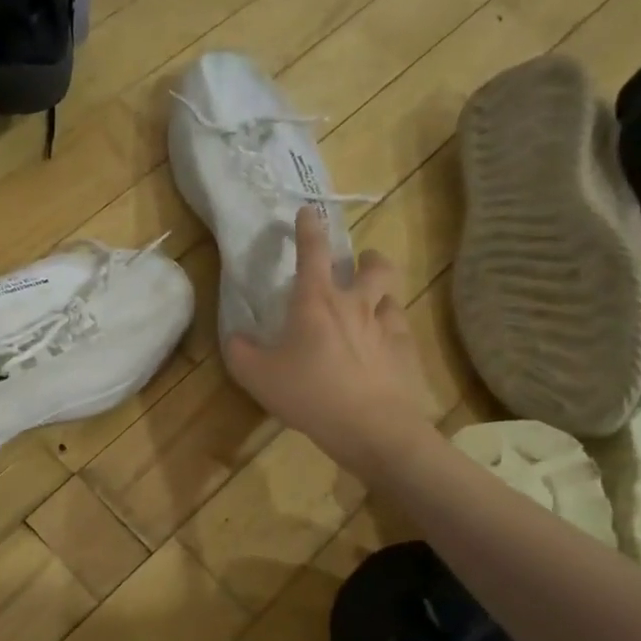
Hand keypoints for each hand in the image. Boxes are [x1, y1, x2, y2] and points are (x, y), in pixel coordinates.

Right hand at [224, 207, 435, 463]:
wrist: (373, 428)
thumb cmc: (310, 395)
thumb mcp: (256, 376)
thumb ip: (240, 352)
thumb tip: (236, 337)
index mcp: (316, 302)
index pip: (313, 252)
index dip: (309, 228)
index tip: (310, 211)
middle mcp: (354, 305)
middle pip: (373, 266)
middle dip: (368, 258)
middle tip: (359, 263)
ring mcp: (385, 327)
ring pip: (390, 295)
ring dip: (381, 291)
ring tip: (372, 304)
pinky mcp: (405, 352)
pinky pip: (400, 328)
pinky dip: (390, 327)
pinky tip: (382, 344)